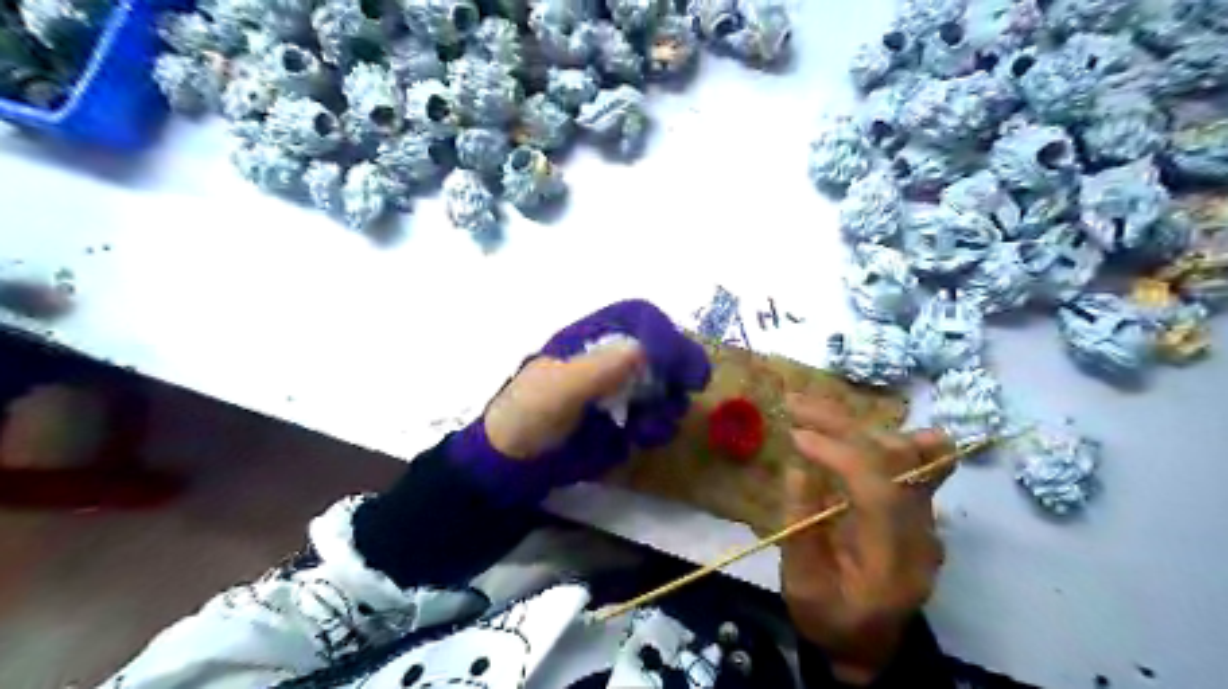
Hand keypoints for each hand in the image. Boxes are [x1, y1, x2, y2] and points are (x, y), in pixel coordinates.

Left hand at [450, 302, 710, 504]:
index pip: (640, 319)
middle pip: (662, 351)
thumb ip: (597, 370)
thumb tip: (643, 350)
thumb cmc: (527, 416)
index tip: (680, 363)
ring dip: (668, 403)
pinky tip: (642, 439)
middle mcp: (611, 360)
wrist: (511, 466)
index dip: (663, 334)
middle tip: (686, 389)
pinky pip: (654, 418)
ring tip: (651, 425)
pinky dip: (657, 427)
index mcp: (591, 340)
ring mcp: (619, 392)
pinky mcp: (623, 422)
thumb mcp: (558, 389)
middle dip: (676, 370)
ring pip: (664, 386)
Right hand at [782, 392, 952, 682]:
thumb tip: (797, 469)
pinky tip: (848, 425)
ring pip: (909, 450)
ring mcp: (926, 518)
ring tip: (812, 409)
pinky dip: (876, 434)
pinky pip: (910, 457)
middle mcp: (921, 533)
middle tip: (795, 405)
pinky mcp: (917, 507)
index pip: (881, 490)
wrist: (870, 644)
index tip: (796, 436)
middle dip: (843, 425)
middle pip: (898, 460)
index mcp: (893, 561)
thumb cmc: (831, 619)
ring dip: (857, 423)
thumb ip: (800, 530)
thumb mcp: (802, 587)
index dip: (840, 454)